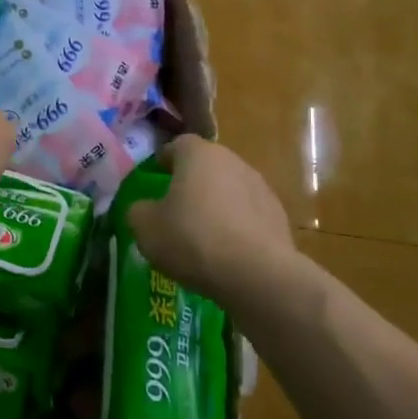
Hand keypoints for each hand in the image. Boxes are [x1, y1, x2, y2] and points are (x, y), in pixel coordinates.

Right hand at [125, 135, 292, 296]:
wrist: (256, 274)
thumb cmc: (192, 239)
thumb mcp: (145, 227)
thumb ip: (138, 211)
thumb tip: (144, 208)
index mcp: (199, 155)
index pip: (178, 144)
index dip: (165, 160)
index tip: (156, 177)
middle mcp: (233, 162)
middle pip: (207, 166)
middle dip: (192, 182)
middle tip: (176, 208)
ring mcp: (261, 188)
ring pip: (230, 189)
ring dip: (217, 204)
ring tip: (203, 234)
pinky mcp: (279, 217)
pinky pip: (249, 215)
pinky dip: (237, 226)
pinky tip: (227, 251)